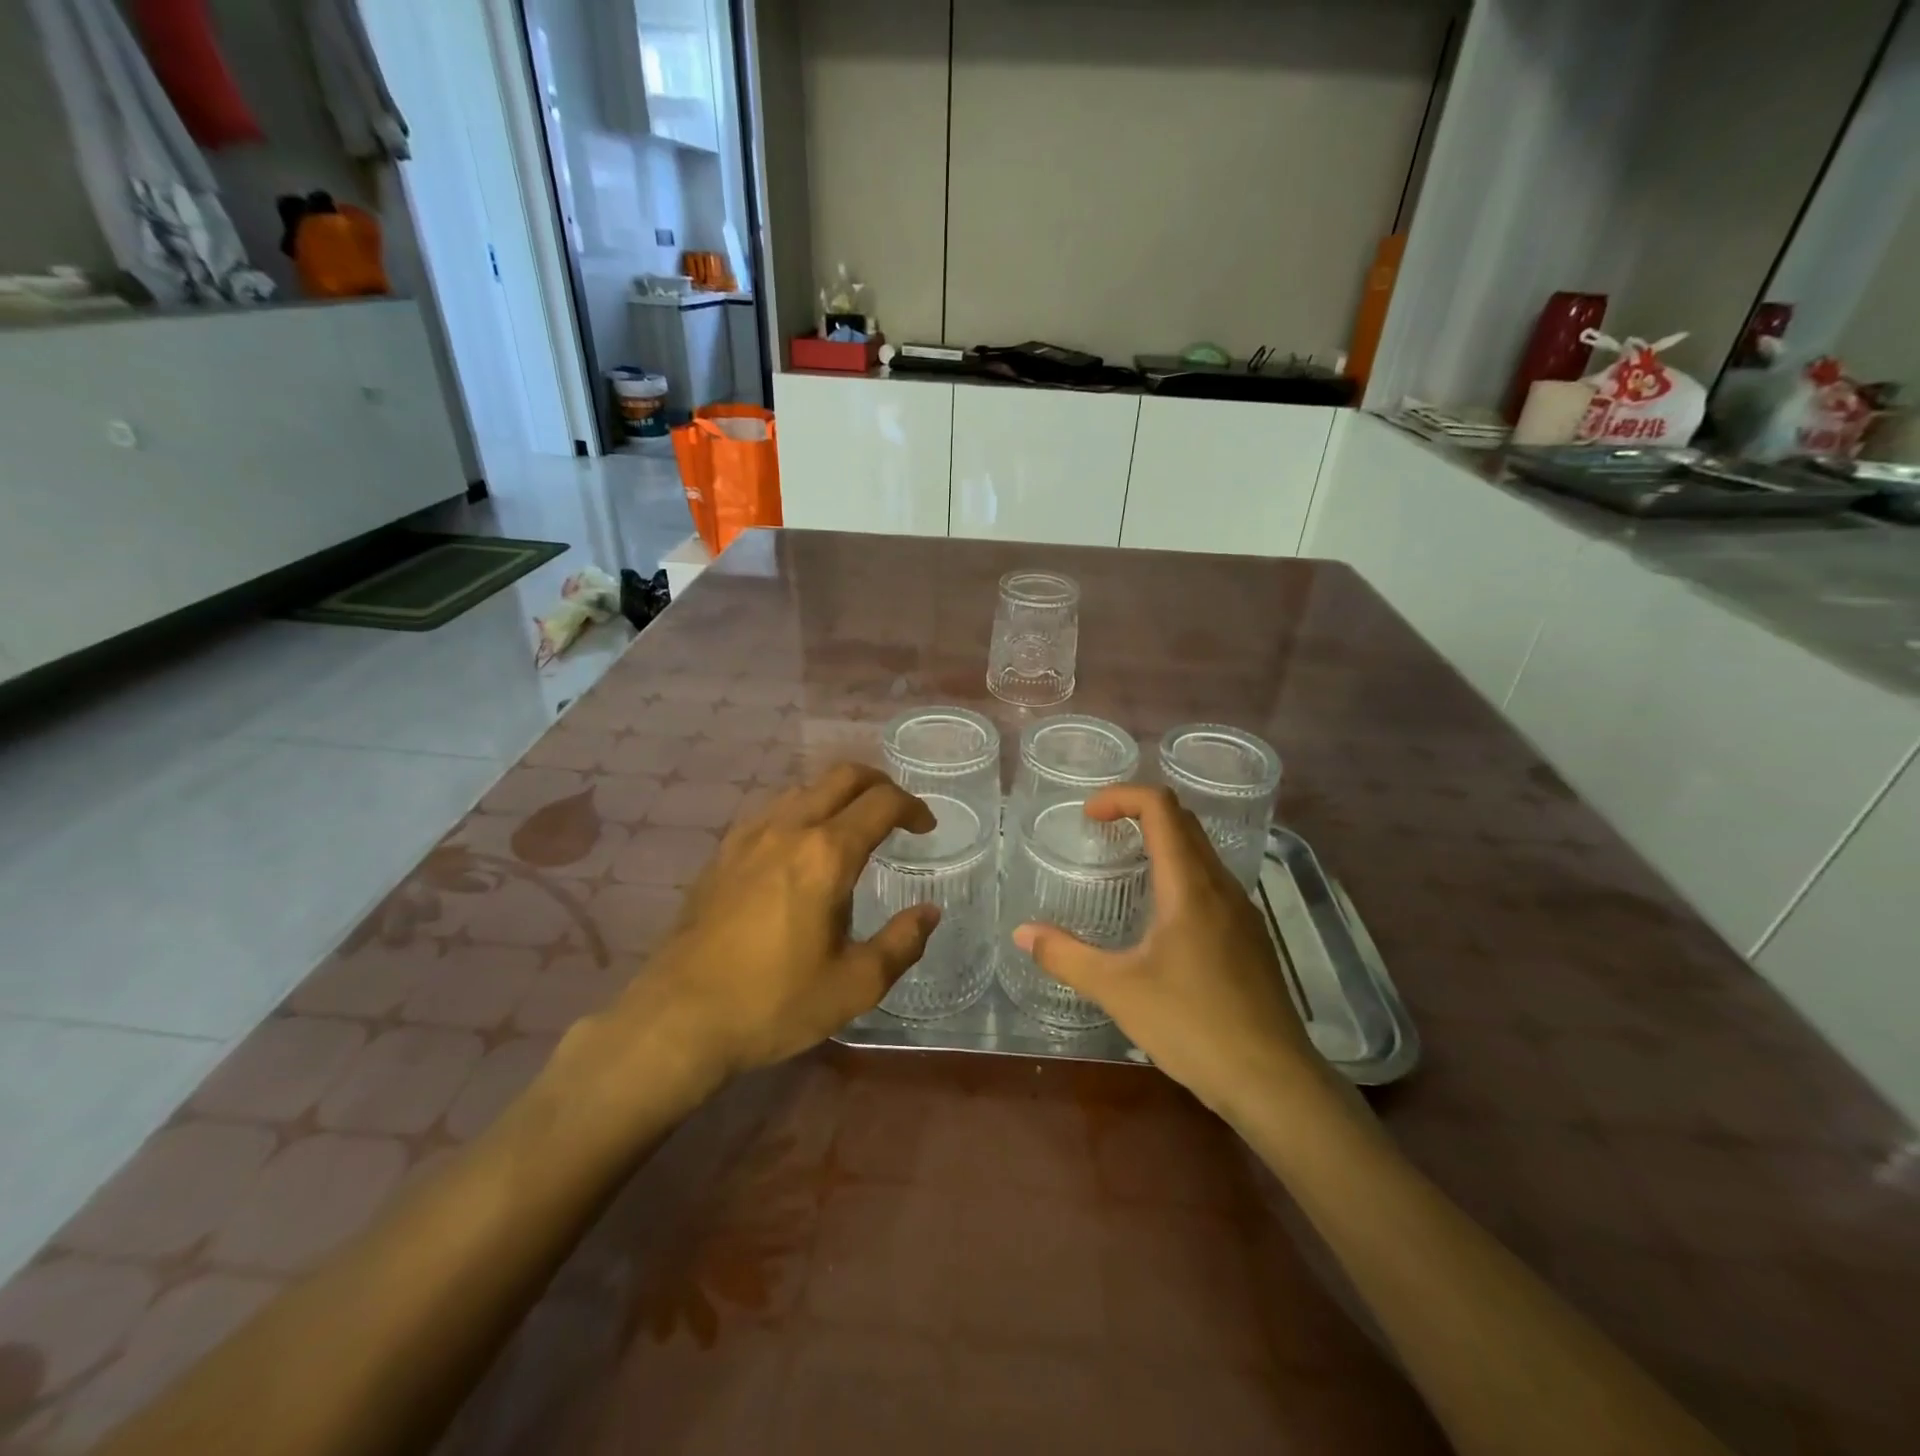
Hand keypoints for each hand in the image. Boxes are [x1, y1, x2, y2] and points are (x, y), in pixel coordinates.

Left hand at [601, 764, 940, 1085]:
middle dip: (879, 784)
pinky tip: (798, 847)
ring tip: (851, 828)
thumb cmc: (775, 1002)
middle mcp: (789, 829)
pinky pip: (770, 811)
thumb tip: (929, 912)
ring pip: (803, 789)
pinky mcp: (722, 854)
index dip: (913, 808)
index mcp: (827, 854)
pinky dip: (800, 812)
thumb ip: (902, 943)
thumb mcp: (855, 985)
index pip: (881, 803)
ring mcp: (749, 837)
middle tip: (897, 812)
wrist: (680, 1018)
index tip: (926, 828)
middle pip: (842, 776)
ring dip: (837, 796)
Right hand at [1014, 785, 1333, 1121]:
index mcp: (1190, 885)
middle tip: (1100, 832)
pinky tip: (1160, 919)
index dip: (1121, 796)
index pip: (1160, 808)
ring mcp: (1243, 912)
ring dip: (1162, 843)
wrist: (1274, 1081)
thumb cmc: (1193, 1025)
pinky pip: (1212, 883)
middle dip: (1139, 812)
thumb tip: (1022, 932)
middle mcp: (1221, 886)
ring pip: (1201, 852)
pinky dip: (1180, 875)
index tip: (1088, 816)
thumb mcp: (1118, 990)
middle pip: (1184, 822)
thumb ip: (1065, 956)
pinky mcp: (1251, 939)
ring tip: (1125, 869)